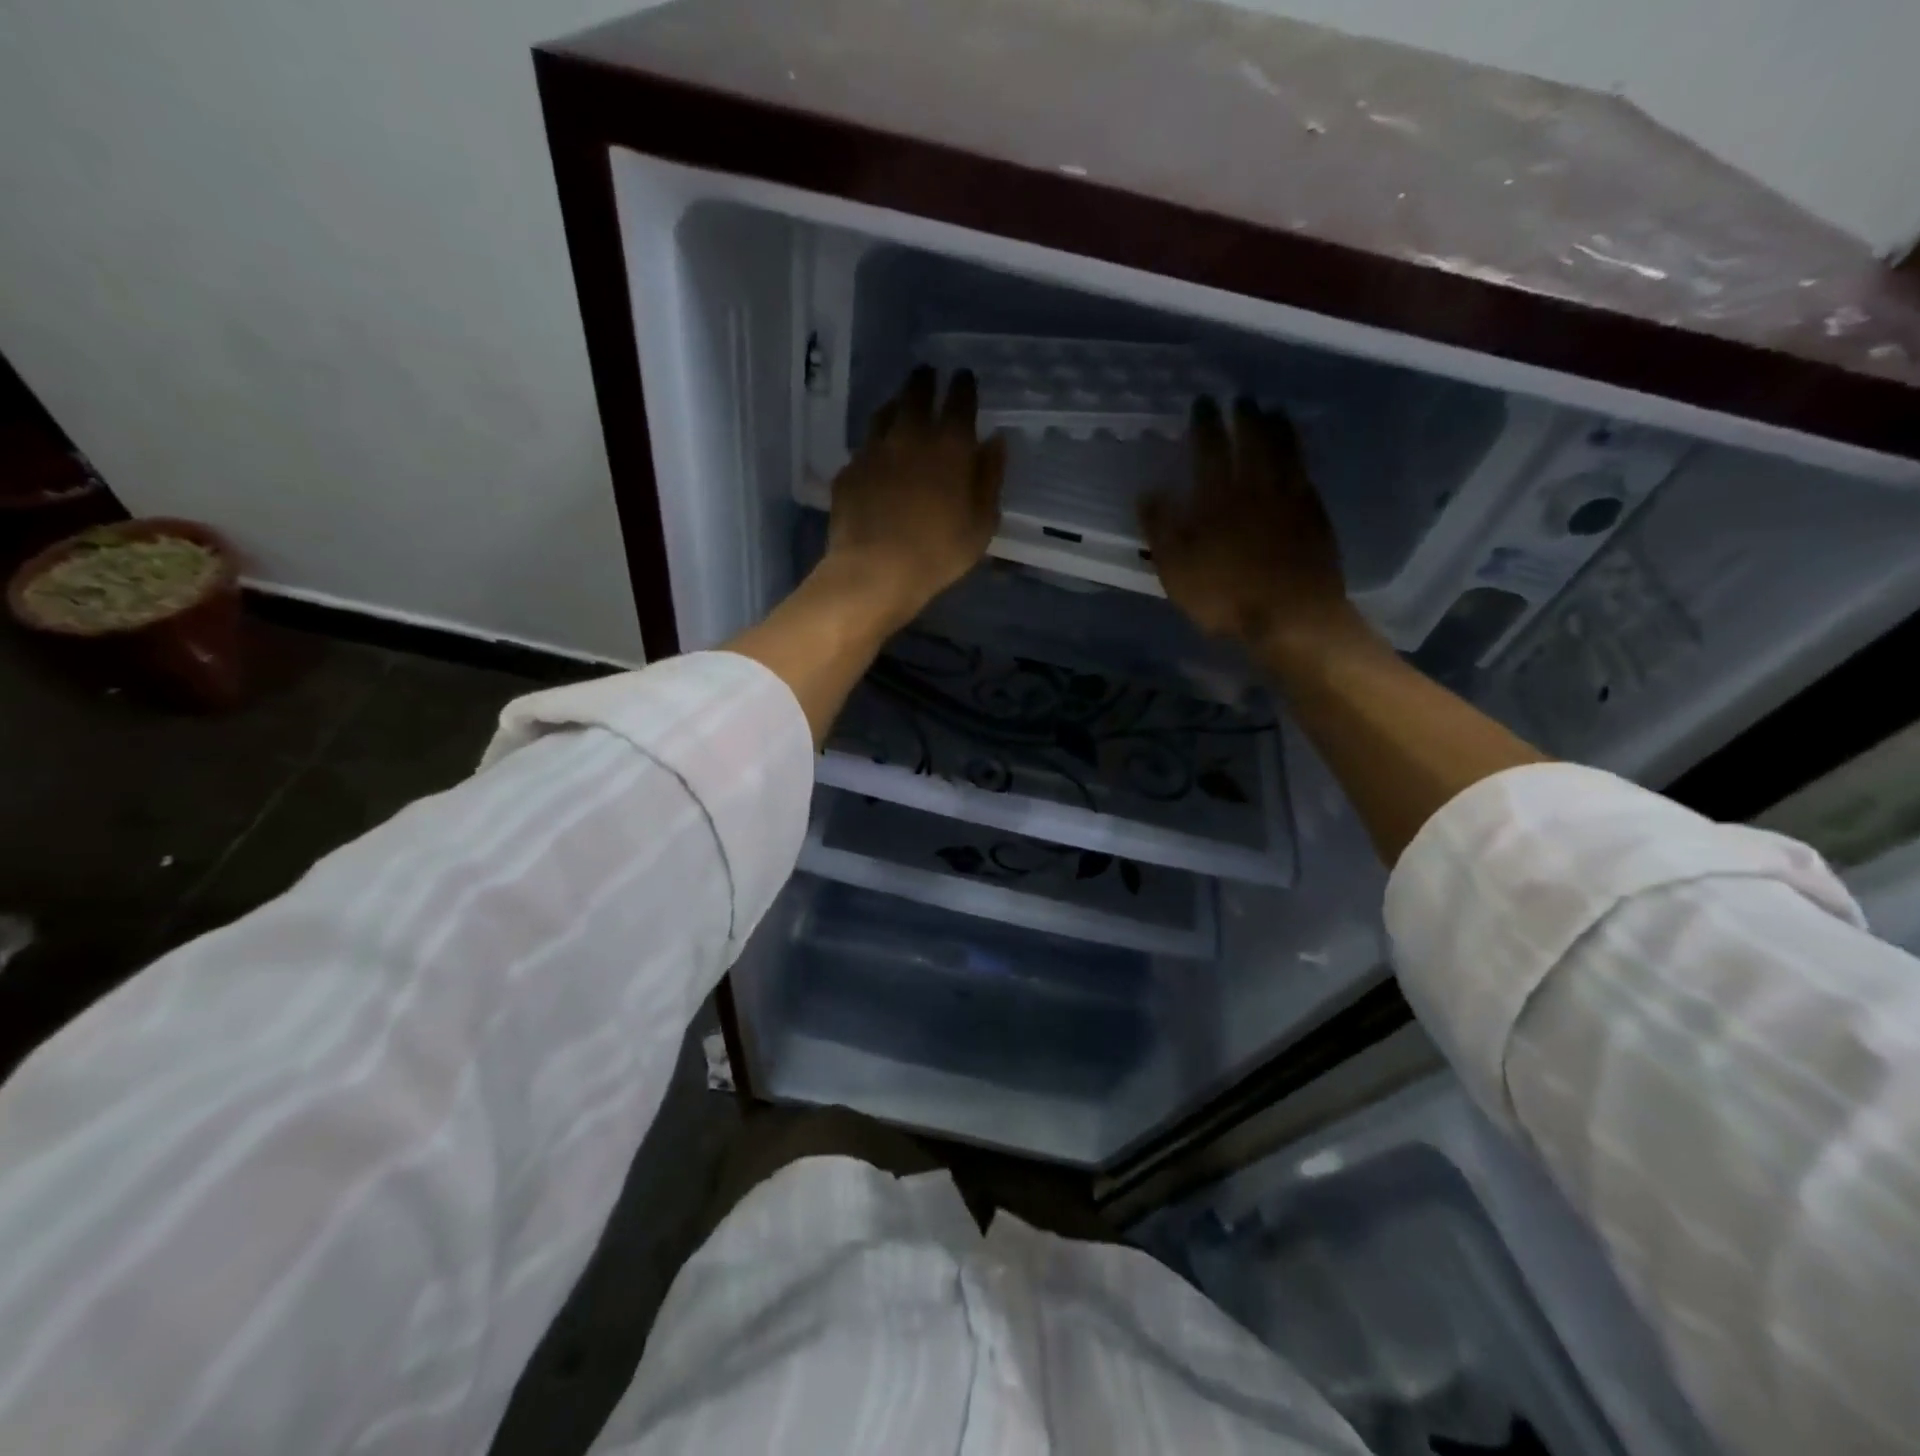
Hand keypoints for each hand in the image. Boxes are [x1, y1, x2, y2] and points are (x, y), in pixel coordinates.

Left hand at [823, 365, 1005, 629]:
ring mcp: (874, 451)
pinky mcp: (849, 471)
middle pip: (916, 393)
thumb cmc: (940, 551)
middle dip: (925, 381)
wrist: (875, 570)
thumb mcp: (982, 522)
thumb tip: (994, 442)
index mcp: (950, 445)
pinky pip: (864, 448)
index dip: (963, 385)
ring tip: (900, 408)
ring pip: (884, 413)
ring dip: (896, 406)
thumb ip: (990, 478)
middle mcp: (910, 436)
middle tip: (927, 376)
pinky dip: (874, 445)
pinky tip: (876, 457)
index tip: (964, 378)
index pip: (960, 399)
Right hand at [1139, 397, 1359, 659]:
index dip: (1205, 424)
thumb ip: (1161, 529)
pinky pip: (1306, 474)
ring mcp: (1291, 499)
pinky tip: (1297, 456)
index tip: (1203, 404)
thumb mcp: (1176, 569)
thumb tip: (1149, 493)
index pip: (1210, 449)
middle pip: (1253, 441)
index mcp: (1217, 499)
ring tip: (1274, 412)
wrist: (1291, 616)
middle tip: (1242, 398)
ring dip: (1278, 428)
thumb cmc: (1225, 597)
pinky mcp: (1316, 515)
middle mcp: (1256, 488)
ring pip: (1285, 452)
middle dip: (1245, 417)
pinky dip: (1299, 458)